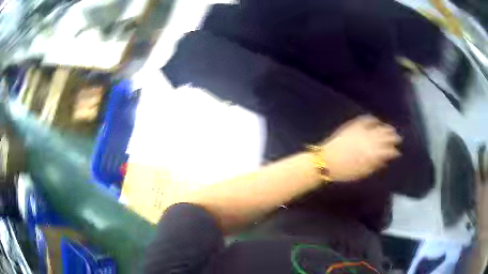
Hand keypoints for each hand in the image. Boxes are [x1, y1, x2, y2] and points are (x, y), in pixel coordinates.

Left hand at [320, 115, 401, 181]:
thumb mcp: (361, 173)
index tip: (397, 152)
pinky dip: (372, 120)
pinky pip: (365, 120)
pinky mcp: (353, 126)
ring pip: (378, 128)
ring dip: (386, 128)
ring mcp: (361, 131)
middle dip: (393, 138)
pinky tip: (376, 120)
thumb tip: (385, 160)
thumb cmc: (344, 172)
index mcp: (372, 155)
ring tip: (391, 129)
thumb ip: (375, 166)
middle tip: (398, 138)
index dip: (394, 151)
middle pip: (385, 137)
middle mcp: (370, 141)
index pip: (388, 151)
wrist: (325, 161)